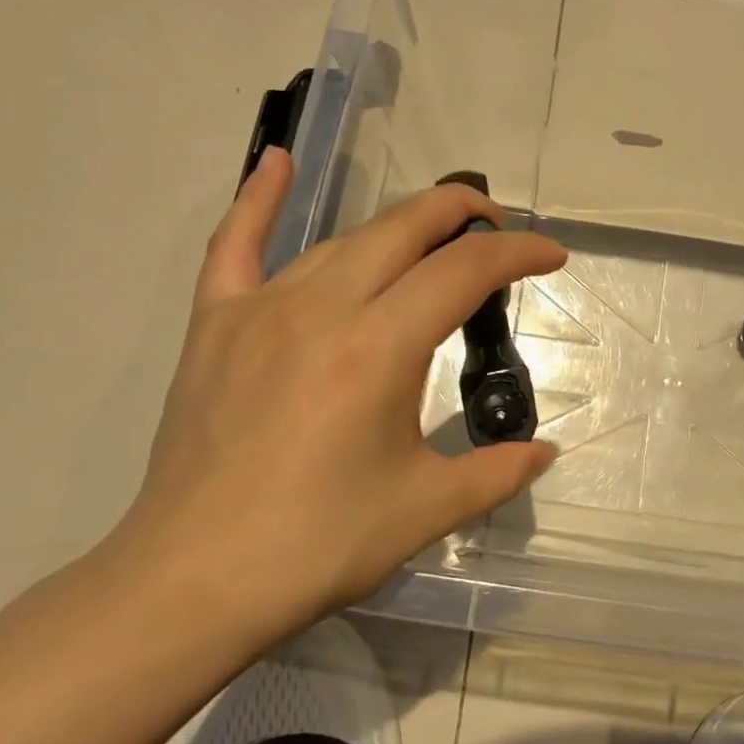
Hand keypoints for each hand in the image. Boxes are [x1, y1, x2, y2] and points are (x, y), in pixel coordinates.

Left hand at [97, 149, 564, 656]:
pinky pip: (234, 246)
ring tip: (435, 234)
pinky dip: (257, 201)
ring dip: (400, 225)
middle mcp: (323, 307)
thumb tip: (546, 452)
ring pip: (345, 239)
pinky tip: (275, 162)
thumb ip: (497, 472)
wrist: (192, 581)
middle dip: (465, 213)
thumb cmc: (318, 545)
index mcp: (379, 347)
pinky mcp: (216, 324)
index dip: (518, 254)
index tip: (552, 257)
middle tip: (500, 226)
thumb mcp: (425, 509)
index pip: (465, 271)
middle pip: (407, 229)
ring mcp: (262, 308)